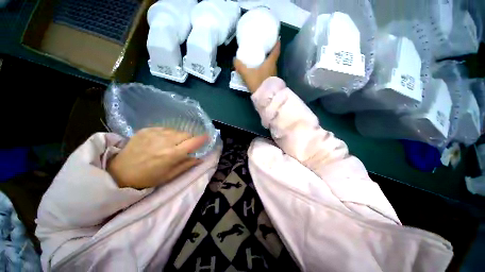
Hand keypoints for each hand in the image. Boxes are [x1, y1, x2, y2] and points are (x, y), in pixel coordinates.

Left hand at [107, 128, 206, 188]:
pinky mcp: (146, 129)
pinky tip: (160, 141)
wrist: (119, 172)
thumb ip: (187, 165)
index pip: (193, 142)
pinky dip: (167, 134)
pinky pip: (165, 128)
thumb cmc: (147, 178)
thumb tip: (200, 158)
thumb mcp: (170, 176)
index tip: (207, 137)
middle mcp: (165, 141)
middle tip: (185, 146)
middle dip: (189, 139)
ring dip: (178, 136)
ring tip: (171, 144)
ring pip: (176, 130)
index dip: (202, 139)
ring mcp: (154, 133)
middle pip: (186, 134)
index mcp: (172, 154)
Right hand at [234, 41, 280, 93]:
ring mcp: (273, 75)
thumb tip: (234, 59)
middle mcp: (274, 67)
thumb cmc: (258, 83)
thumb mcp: (247, 74)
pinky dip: (265, 69)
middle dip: (269, 52)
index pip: (276, 49)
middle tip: (262, 47)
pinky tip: (259, 70)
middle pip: (273, 57)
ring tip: (259, 58)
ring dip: (266, 61)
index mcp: (271, 62)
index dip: (276, 42)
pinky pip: (268, 72)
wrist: (264, 97)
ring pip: (271, 65)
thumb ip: (240, 66)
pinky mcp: (271, 81)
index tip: (275, 37)